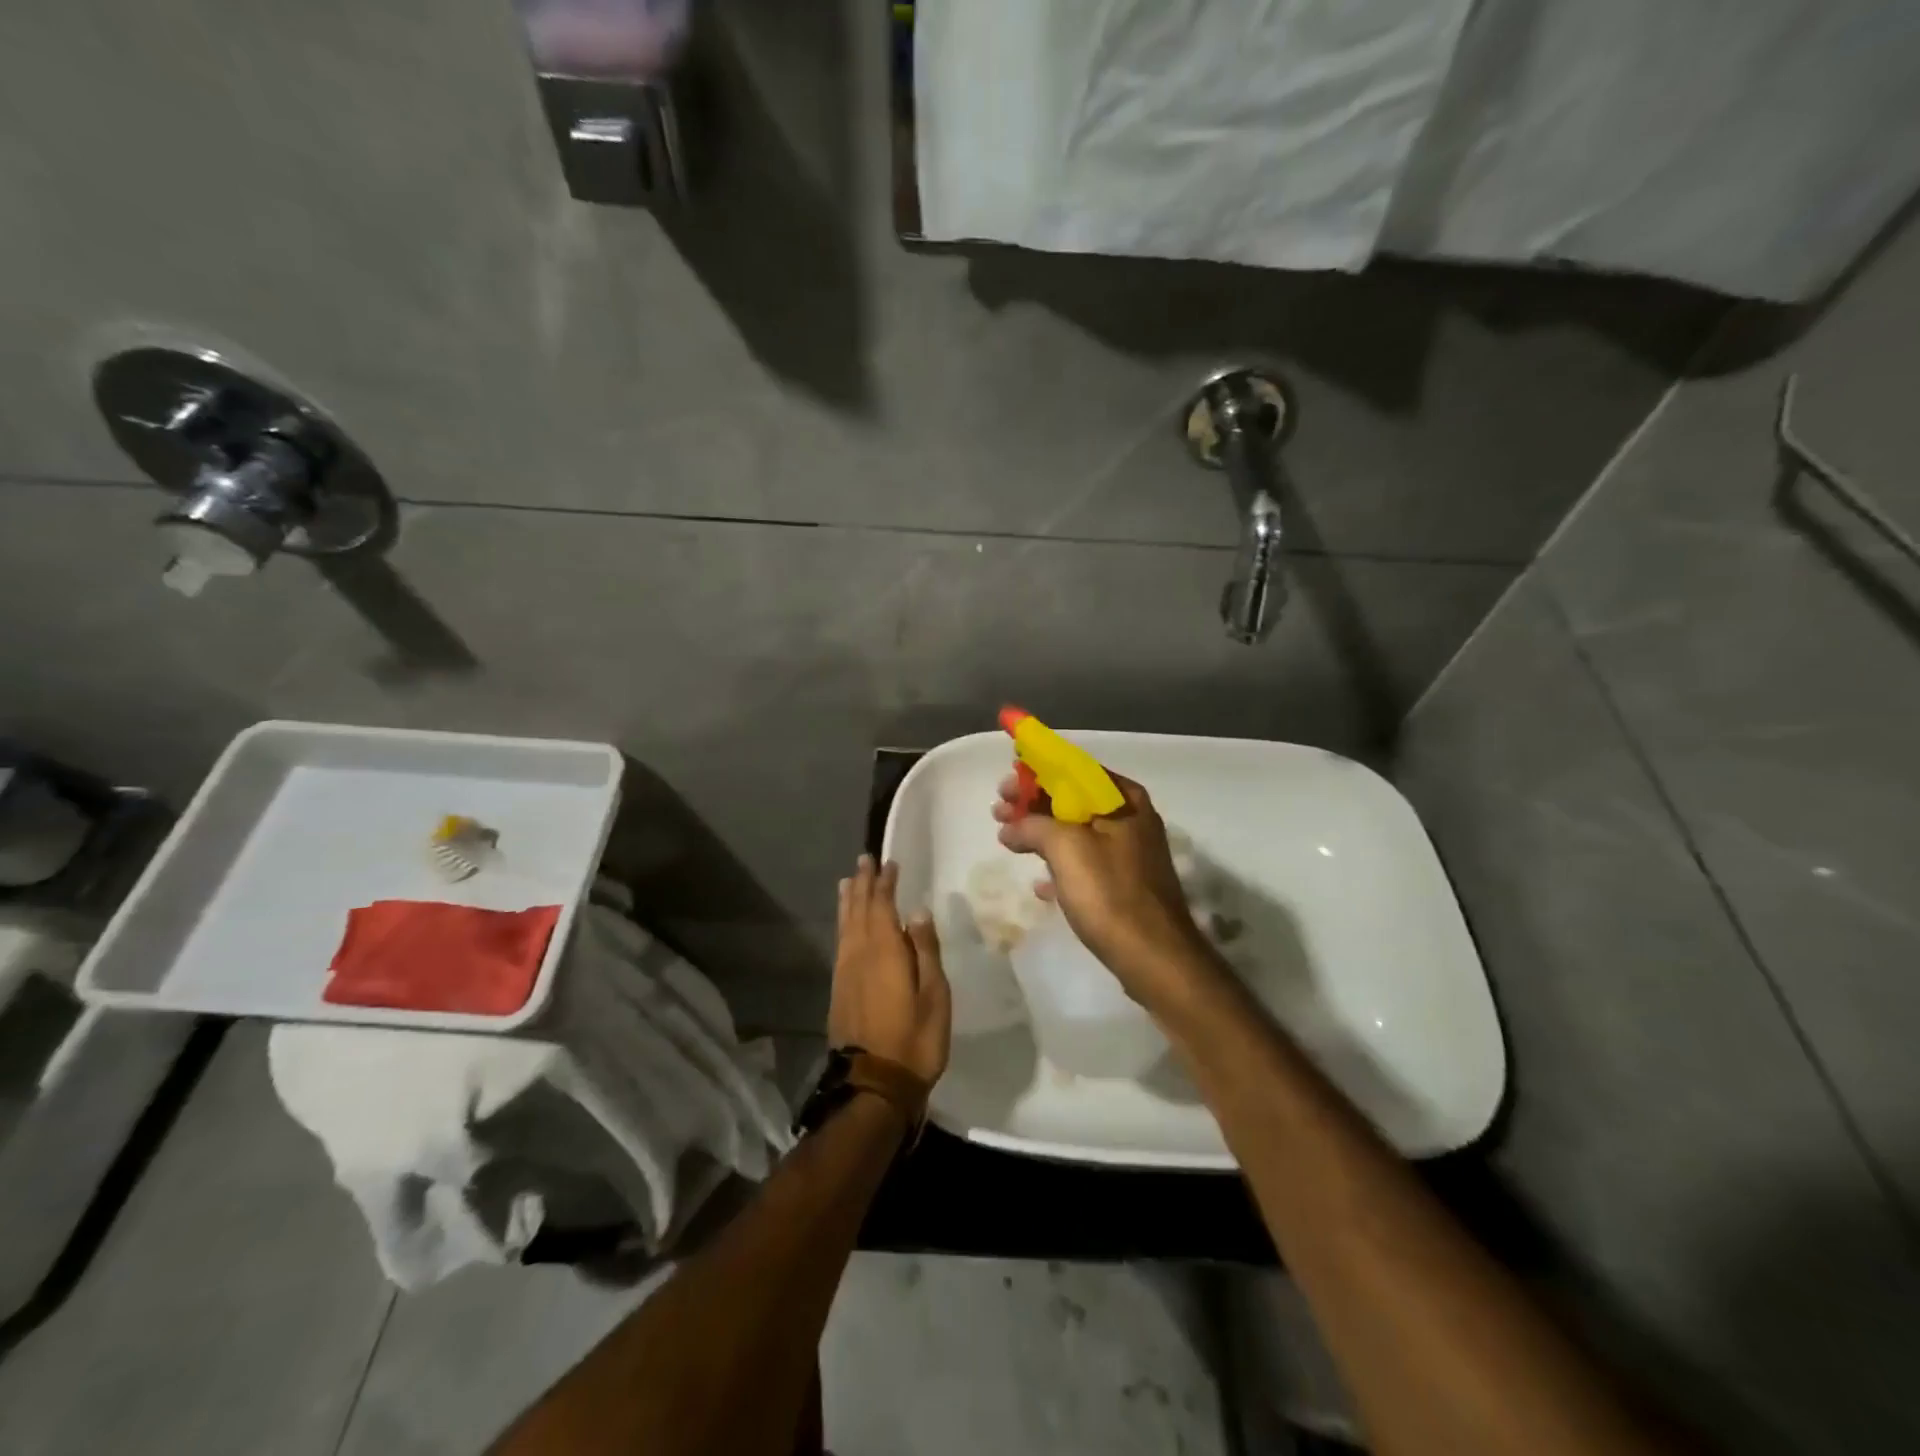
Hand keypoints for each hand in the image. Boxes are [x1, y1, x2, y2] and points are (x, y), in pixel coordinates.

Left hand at [830, 856, 951, 1086]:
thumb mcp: (934, 995)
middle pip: (858, 910)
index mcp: (884, 951)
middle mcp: (859, 954)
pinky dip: (843, 924)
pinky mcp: (839, 990)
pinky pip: (840, 942)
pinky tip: (845, 924)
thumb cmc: (914, 1040)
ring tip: (847, 882)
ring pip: (845, 926)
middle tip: (864, 860)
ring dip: (848, 901)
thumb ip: (924, 950)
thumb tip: (916, 911)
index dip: (886, 883)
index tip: (889, 863)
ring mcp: (845, 973)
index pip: (883, 906)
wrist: (873, 1086)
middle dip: (862, 884)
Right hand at [993, 773, 1226, 1013]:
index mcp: (1123, 799)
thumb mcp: (1065, 847)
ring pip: (1077, 832)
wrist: (1154, 956)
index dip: (1036, 772)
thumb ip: (1033, 824)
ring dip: (1041, 833)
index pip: (1074, 769)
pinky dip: (1060, 865)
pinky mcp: (1125, 884)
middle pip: (1073, 799)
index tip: (1006, 782)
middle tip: (999, 811)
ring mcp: (1130, 853)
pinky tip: (1040, 885)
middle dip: (1033, 804)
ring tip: (1008, 840)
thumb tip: (1011, 825)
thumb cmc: (1109, 892)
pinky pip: (1085, 863)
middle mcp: (1131, 818)